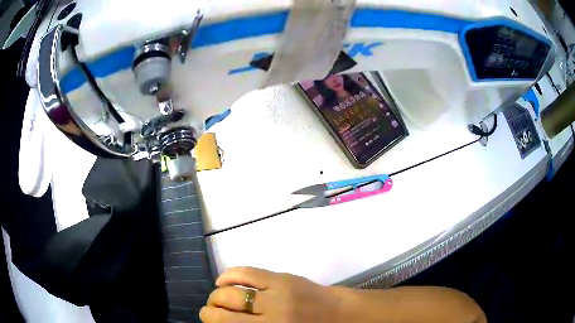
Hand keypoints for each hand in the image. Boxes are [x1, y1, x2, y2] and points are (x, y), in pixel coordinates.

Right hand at [200, 267, 337, 322]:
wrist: (338, 314)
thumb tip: (223, 322)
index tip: (208, 321)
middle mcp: (269, 319)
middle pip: (223, 315)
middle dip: (209, 312)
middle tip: (209, 312)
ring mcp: (275, 295)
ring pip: (230, 294)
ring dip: (216, 296)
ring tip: (216, 298)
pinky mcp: (281, 278)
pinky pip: (246, 273)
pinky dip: (228, 276)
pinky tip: (222, 281)